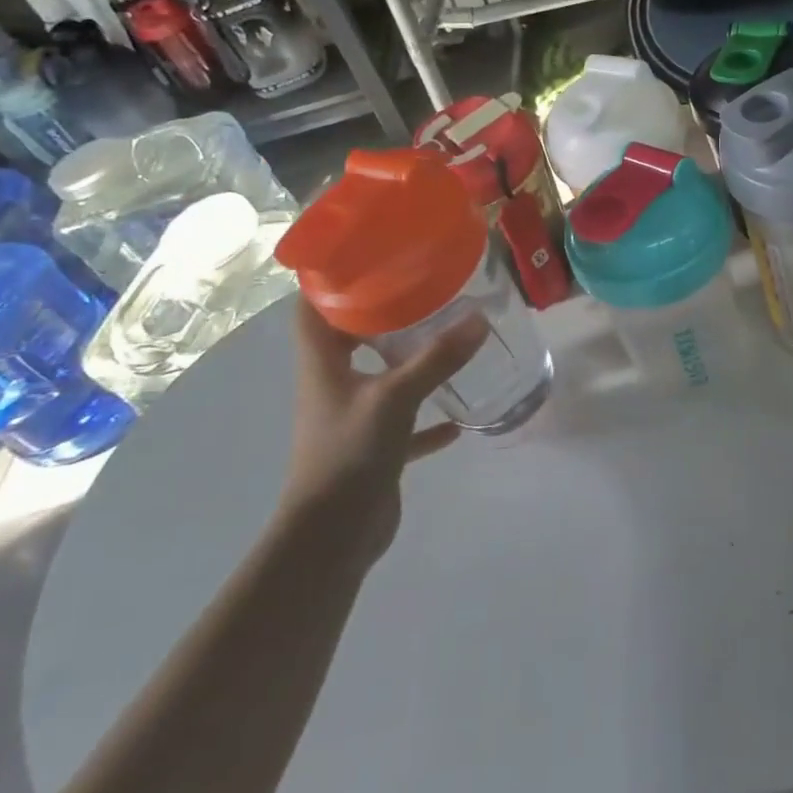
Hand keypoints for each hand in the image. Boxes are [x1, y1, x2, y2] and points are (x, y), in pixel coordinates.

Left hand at [283, 301, 487, 561]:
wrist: (332, 538)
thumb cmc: (349, 454)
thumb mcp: (396, 397)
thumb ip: (437, 359)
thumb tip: (479, 319)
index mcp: (323, 365)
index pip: (313, 309)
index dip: (328, 280)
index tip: (364, 254)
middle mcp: (333, 386)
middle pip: (348, 339)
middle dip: (379, 314)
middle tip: (420, 289)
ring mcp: (352, 419)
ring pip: (379, 379)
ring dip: (407, 362)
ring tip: (443, 338)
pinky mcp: (372, 450)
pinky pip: (404, 424)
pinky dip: (427, 419)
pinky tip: (458, 416)